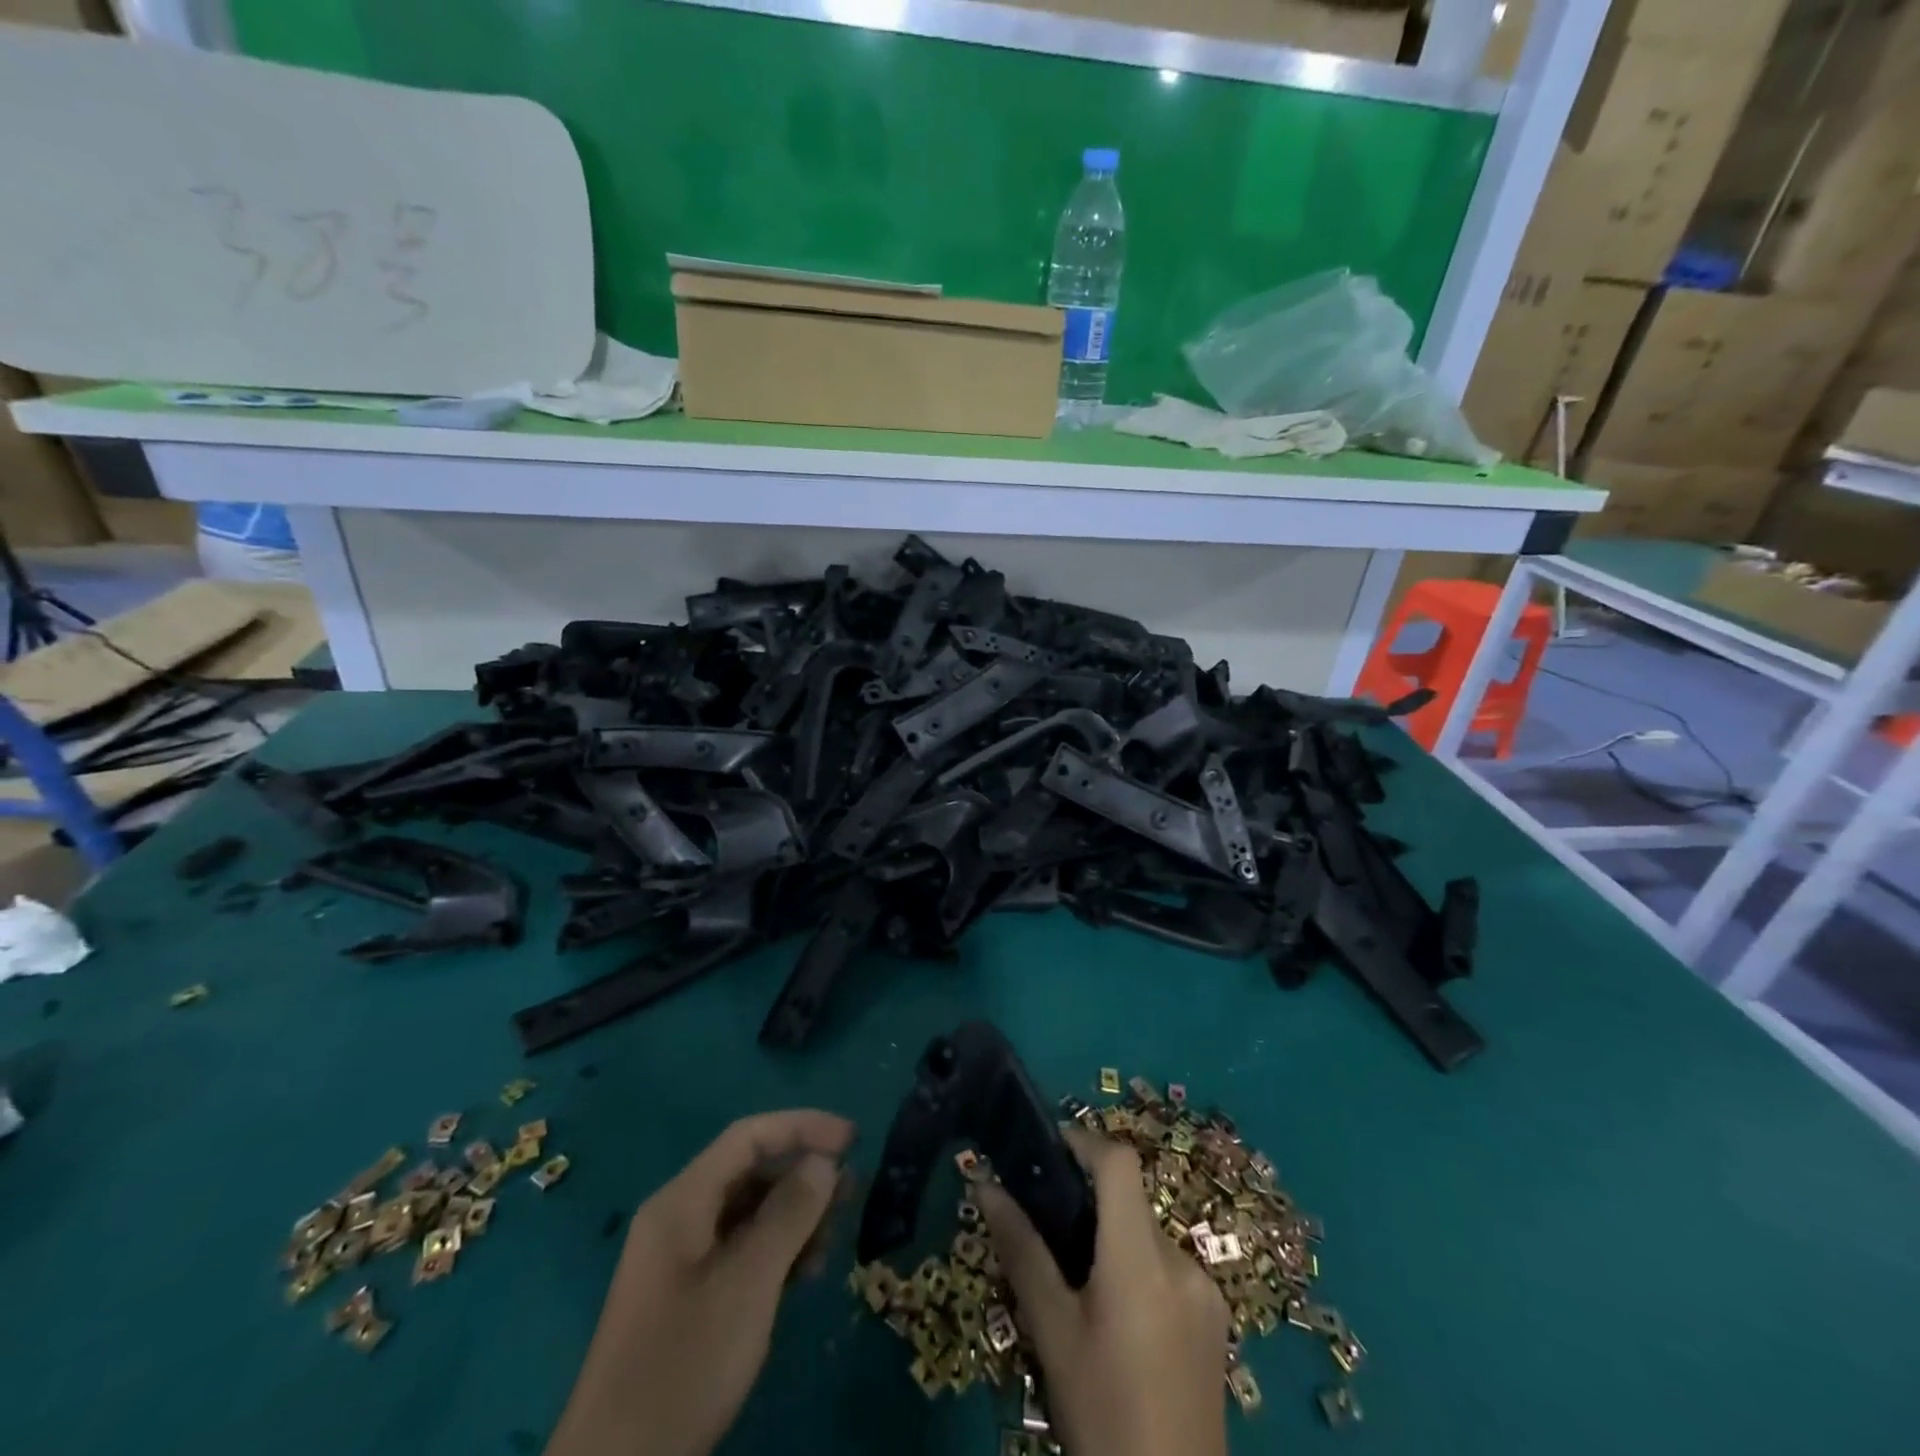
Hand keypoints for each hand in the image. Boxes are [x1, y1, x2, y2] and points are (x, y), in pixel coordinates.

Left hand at [545, 1110, 854, 1455]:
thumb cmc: (685, 1363)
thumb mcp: (748, 1283)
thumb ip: (789, 1213)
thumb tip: (823, 1160)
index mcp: (683, 1201)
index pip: (749, 1137)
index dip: (803, 1126)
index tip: (853, 1139)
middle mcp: (680, 1217)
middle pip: (750, 1171)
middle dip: (803, 1174)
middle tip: (852, 1193)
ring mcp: (681, 1259)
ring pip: (749, 1212)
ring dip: (794, 1217)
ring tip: (833, 1238)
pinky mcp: (688, 1296)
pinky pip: (741, 1249)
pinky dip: (776, 1251)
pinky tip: (805, 1273)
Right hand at [977, 1127, 1228, 1455]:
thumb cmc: (1101, 1414)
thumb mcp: (1052, 1333)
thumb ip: (1022, 1251)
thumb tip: (986, 1185)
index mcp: (1142, 1259)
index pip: (1119, 1162)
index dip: (1083, 1141)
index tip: (1046, 1150)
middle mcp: (1181, 1260)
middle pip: (1131, 1200)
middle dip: (1090, 1202)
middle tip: (1047, 1230)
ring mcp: (1205, 1290)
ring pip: (1147, 1235)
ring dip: (1114, 1239)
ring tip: (1079, 1286)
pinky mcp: (1216, 1318)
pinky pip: (1169, 1267)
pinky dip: (1139, 1268)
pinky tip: (1120, 1320)